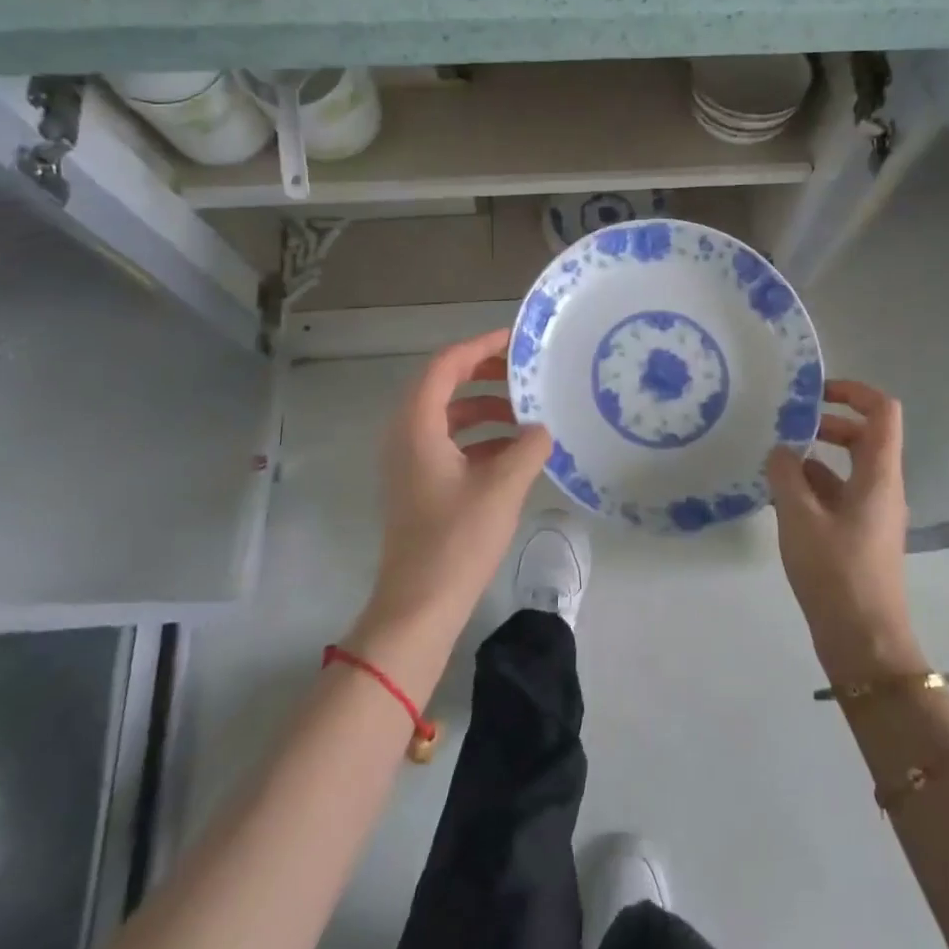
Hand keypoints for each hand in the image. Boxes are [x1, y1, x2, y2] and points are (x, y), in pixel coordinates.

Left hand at [358, 330, 551, 652]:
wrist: (419, 606)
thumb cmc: (457, 540)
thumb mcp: (503, 487)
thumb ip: (528, 447)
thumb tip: (542, 429)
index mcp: (417, 425)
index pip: (446, 364)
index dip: (481, 346)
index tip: (516, 342)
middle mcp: (407, 434)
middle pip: (444, 384)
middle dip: (485, 374)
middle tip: (524, 373)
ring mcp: (409, 460)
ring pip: (448, 415)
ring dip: (485, 407)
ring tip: (526, 412)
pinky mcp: (419, 483)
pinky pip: (449, 441)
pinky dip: (480, 436)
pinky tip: (515, 450)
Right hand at [766, 380, 924, 683]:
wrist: (864, 643)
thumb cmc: (836, 572)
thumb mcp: (799, 517)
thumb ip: (786, 475)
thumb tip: (780, 450)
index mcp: (879, 475)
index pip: (882, 411)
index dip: (853, 391)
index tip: (816, 393)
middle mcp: (883, 487)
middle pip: (864, 436)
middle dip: (827, 424)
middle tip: (788, 427)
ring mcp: (873, 513)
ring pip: (848, 468)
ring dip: (815, 458)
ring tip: (774, 463)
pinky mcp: (861, 536)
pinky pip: (839, 495)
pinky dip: (813, 487)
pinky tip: (780, 498)